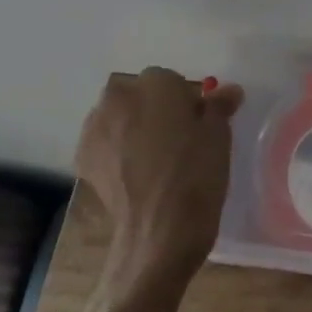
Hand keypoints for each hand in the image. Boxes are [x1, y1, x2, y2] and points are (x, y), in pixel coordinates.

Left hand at [75, 68, 244, 274]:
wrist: (160, 229)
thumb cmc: (197, 175)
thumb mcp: (219, 137)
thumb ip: (219, 106)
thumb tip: (228, 91)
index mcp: (155, 83)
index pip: (172, 81)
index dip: (186, 103)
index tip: (197, 126)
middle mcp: (118, 96)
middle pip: (139, 95)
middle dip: (154, 110)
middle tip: (176, 141)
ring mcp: (95, 127)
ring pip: (118, 117)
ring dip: (132, 128)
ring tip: (153, 159)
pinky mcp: (83, 157)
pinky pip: (104, 143)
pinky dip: (116, 151)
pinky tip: (134, 173)